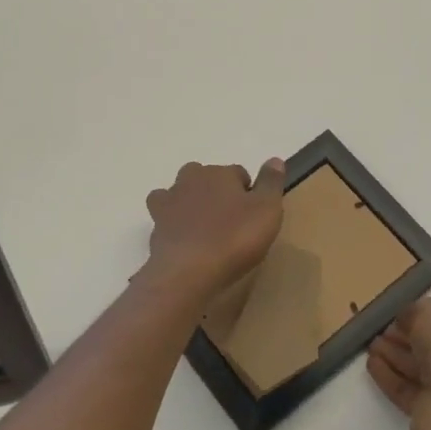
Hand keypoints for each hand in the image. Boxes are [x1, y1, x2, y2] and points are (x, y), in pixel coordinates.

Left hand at [143, 158, 286, 298]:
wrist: (188, 271)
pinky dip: (173, 223)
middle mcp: (192, 179)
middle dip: (217, 192)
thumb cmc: (234, 238)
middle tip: (230, 220)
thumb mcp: (267, 210)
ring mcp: (169, 202)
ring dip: (190, 203)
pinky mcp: (155, 225)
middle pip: (206, 178)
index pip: (238, 173)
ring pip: (181, 192)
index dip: (248, 192)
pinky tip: (183, 239)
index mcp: (220, 173)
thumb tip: (275, 159)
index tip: (254, 215)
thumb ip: (271, 183)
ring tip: (204, 227)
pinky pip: (165, 217)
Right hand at [367, 297, 430, 429]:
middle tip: (382, 330)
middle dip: (408, 338)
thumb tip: (406, 320)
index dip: (430, 318)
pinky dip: (392, 377)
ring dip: (396, 356)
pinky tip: (372, 365)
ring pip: (423, 370)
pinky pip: (412, 392)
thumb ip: (416, 311)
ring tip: (371, 346)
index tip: (402, 315)